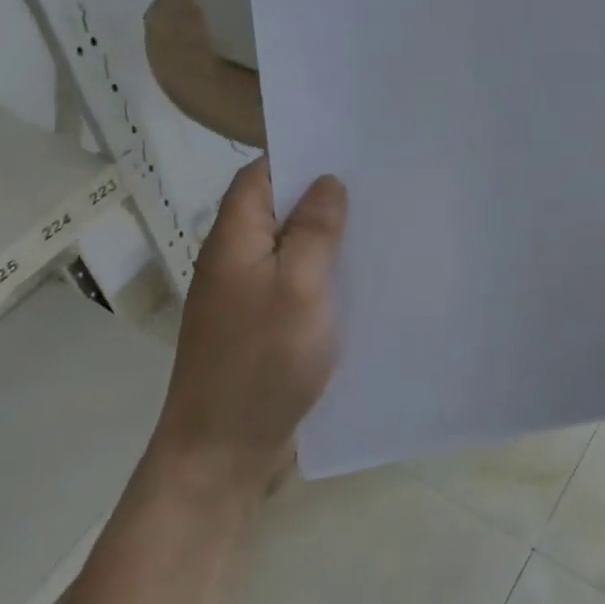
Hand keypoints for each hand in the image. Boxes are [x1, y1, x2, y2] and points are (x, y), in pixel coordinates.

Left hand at [152, 156, 346, 495]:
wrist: (223, 452)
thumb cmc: (262, 361)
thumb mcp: (298, 286)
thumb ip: (313, 231)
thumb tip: (326, 181)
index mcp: (234, 240)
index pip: (258, 176)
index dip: (296, 157)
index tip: (346, 151)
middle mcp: (235, 262)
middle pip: (276, 212)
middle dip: (322, 199)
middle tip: (378, 189)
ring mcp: (247, 300)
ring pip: (290, 253)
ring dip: (327, 242)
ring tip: (380, 229)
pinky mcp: (263, 332)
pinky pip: (296, 290)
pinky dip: (324, 281)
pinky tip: (362, 286)